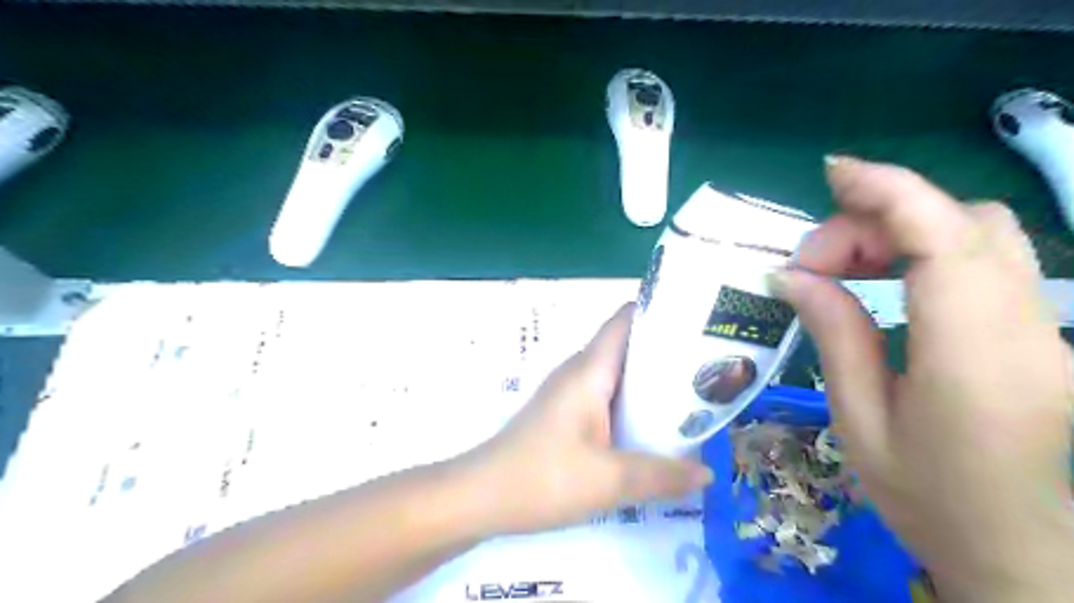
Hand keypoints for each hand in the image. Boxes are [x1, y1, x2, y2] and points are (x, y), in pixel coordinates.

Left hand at [455, 305, 709, 533]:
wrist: (481, 496)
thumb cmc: (543, 477)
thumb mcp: (609, 480)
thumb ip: (662, 475)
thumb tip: (708, 473)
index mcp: (589, 370)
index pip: (625, 320)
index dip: (660, 311)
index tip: (698, 320)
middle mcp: (579, 372)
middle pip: (627, 346)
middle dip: (667, 352)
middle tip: (709, 367)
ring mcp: (569, 392)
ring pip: (617, 374)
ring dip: (651, 382)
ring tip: (692, 396)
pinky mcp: (564, 414)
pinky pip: (605, 396)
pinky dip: (632, 403)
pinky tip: (652, 428)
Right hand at [772, 158, 1073, 602]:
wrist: (1022, 554)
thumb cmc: (928, 500)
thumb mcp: (860, 421)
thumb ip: (835, 335)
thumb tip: (792, 276)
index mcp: (974, 359)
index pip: (944, 241)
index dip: (889, 191)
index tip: (831, 173)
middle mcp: (1029, 330)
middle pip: (962, 226)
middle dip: (877, 221)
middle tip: (814, 264)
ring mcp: (1047, 329)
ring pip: (981, 235)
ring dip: (903, 231)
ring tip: (844, 269)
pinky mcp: (1041, 332)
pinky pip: (986, 262)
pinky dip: (926, 250)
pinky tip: (885, 280)